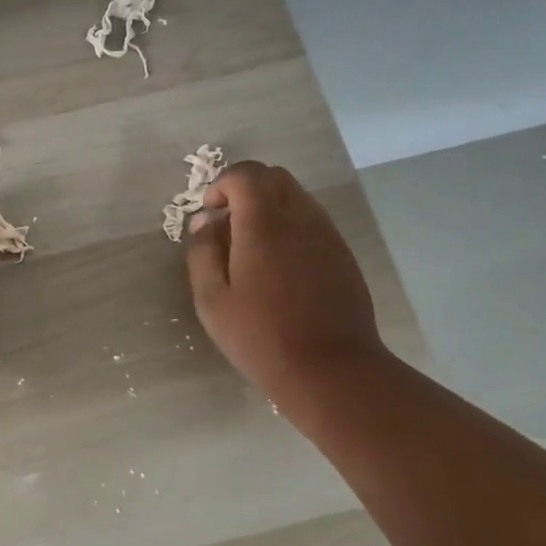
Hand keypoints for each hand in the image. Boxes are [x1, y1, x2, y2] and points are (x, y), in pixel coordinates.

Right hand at [186, 161, 387, 408]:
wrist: (331, 370)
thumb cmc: (261, 337)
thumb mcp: (212, 300)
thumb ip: (202, 253)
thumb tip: (205, 223)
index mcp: (264, 224)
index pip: (246, 174)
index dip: (222, 184)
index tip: (210, 213)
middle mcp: (300, 219)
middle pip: (275, 177)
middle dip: (245, 189)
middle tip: (227, 224)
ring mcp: (327, 235)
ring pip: (297, 197)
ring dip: (269, 207)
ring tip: (251, 247)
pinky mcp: (342, 255)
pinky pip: (313, 221)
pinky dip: (290, 226)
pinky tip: (279, 265)